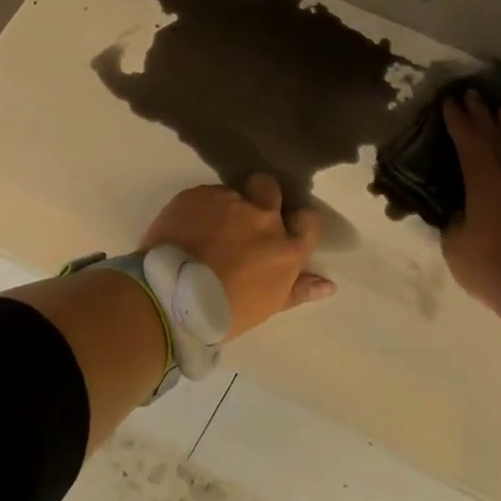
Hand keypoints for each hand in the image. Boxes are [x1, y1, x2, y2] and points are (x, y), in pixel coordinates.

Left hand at [141, 175, 335, 339]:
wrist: (171, 296)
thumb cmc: (224, 312)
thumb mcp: (267, 305)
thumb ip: (299, 289)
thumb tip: (329, 285)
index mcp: (286, 248)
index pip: (309, 220)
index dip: (298, 221)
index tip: (287, 227)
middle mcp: (263, 217)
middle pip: (270, 188)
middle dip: (262, 196)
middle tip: (245, 217)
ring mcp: (229, 201)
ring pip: (232, 193)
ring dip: (225, 207)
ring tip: (206, 230)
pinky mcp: (197, 194)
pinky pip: (204, 196)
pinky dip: (199, 209)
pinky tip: (187, 229)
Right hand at [441, 90, 500, 341]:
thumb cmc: (494, 268)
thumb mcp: (455, 244)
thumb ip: (454, 219)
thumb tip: (459, 210)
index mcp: (484, 177)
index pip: (467, 139)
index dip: (457, 119)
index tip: (449, 100)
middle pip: (495, 134)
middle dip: (482, 114)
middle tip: (472, 94)